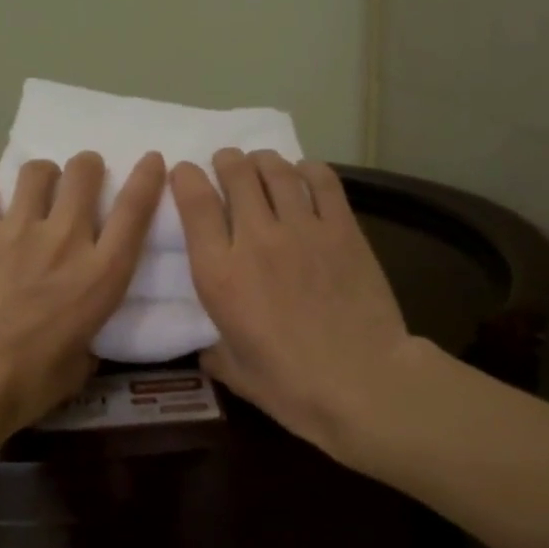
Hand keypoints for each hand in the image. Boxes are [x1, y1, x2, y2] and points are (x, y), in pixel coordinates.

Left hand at [0, 150, 165, 434]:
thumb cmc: (30, 382)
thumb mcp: (81, 364)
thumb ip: (88, 336)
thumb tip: (82, 337)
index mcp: (102, 273)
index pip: (135, 209)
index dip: (147, 177)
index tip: (151, 160)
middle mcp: (67, 239)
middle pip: (84, 172)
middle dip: (86, 168)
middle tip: (80, 180)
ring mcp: (19, 230)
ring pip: (37, 171)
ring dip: (41, 177)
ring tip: (33, 193)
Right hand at [174, 150, 414, 459]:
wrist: (364, 383)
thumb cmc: (291, 386)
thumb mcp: (235, 373)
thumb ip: (214, 351)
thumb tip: (207, 348)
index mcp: (219, 273)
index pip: (194, 202)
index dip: (185, 178)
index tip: (185, 174)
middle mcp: (255, 239)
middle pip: (236, 174)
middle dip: (226, 162)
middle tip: (227, 165)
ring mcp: (302, 229)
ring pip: (276, 170)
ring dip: (263, 161)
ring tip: (261, 165)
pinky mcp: (343, 229)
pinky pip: (322, 181)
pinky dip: (308, 170)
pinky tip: (304, 175)